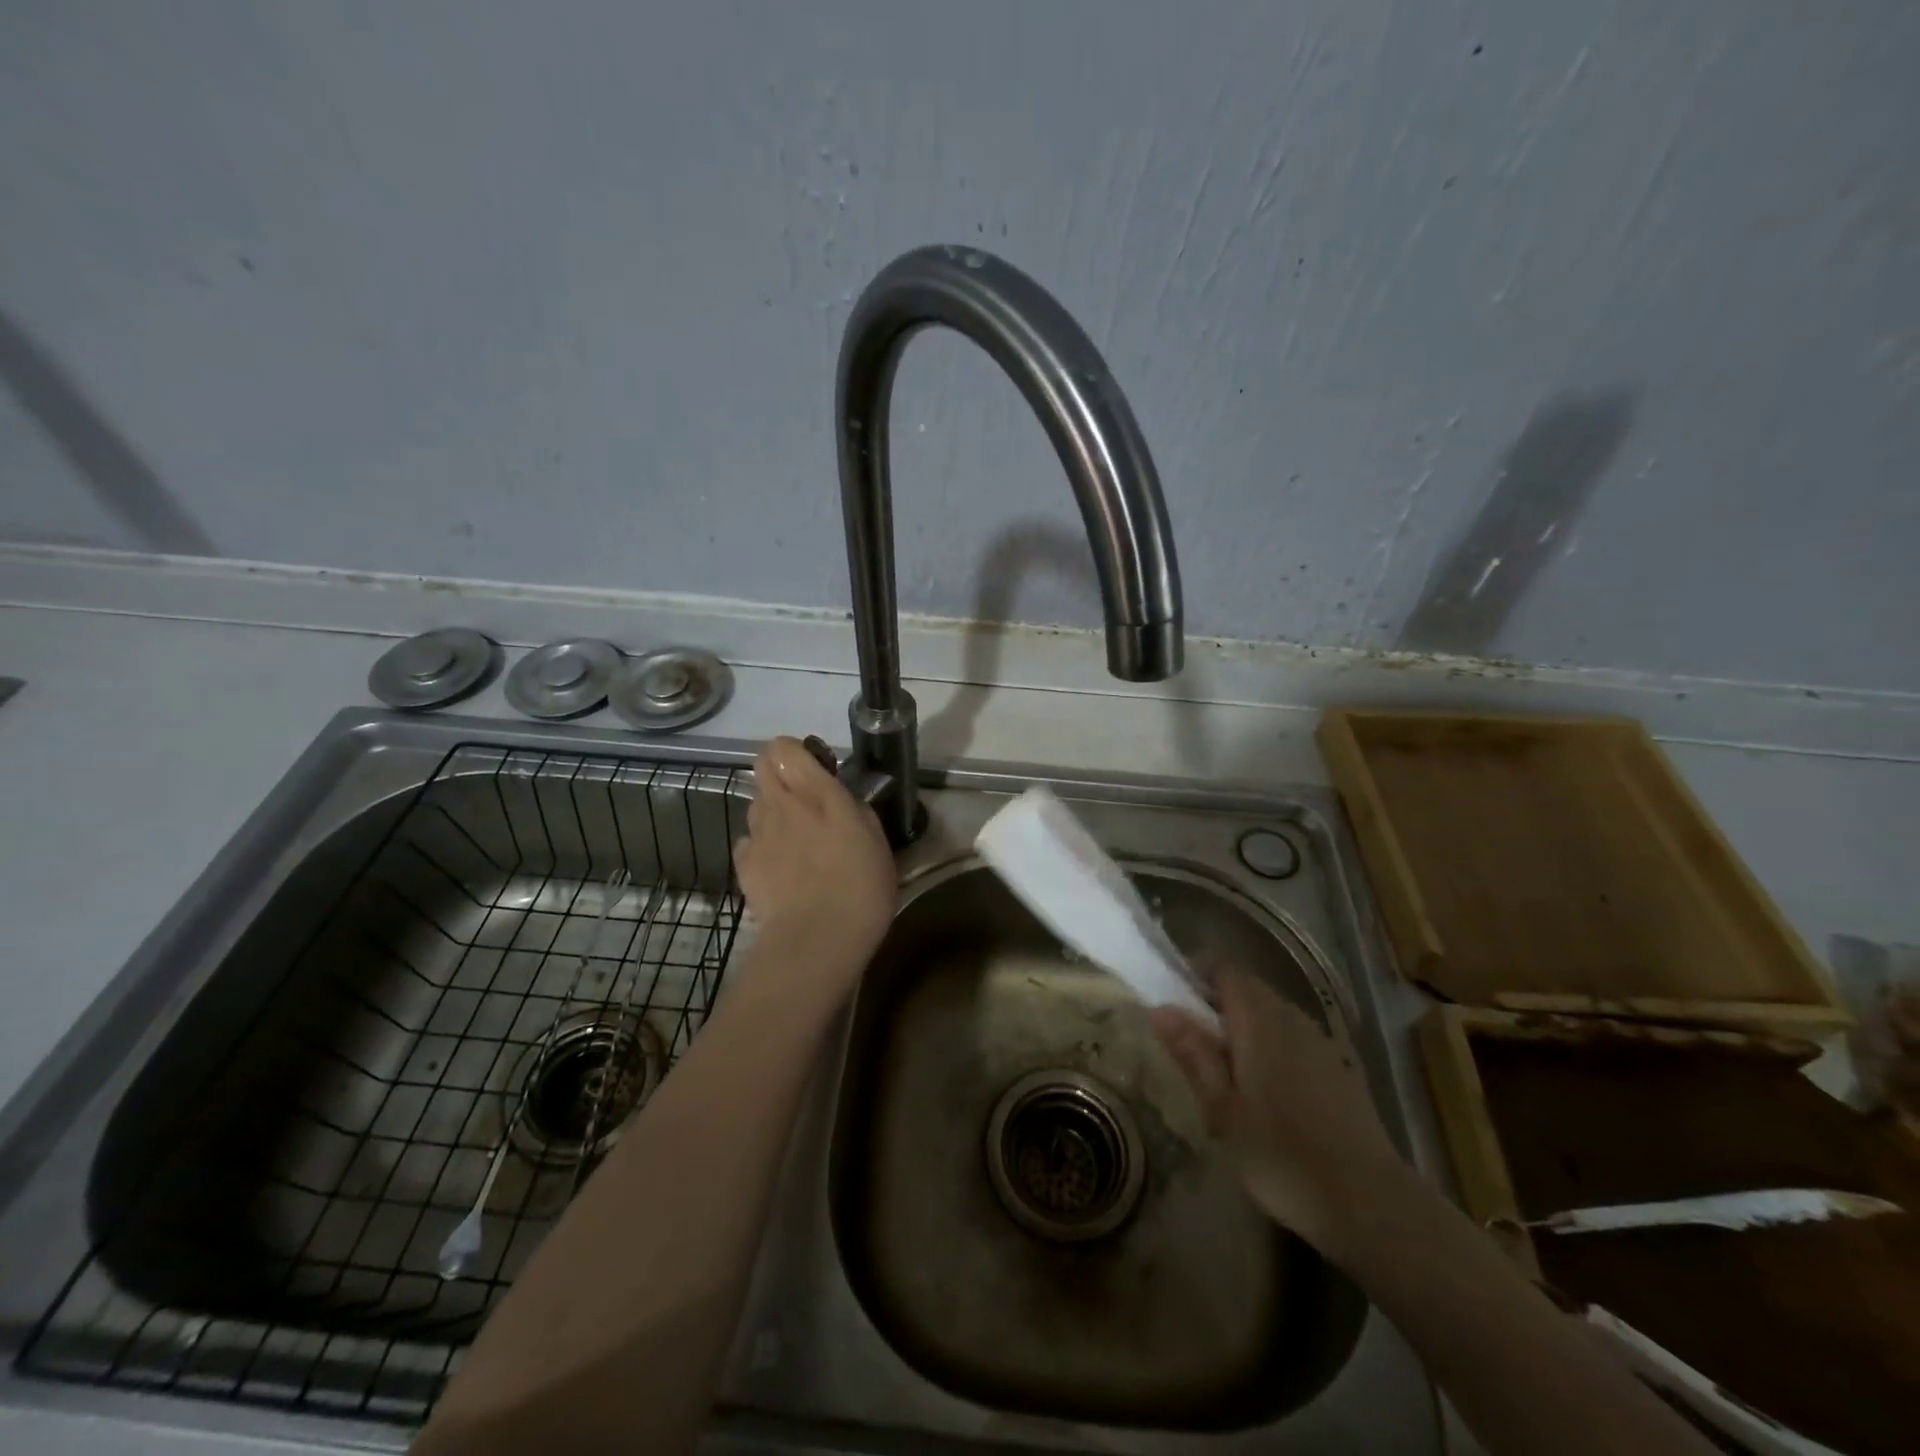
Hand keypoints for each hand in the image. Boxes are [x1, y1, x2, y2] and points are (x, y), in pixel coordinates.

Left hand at [735, 736, 895, 989]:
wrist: (817, 939)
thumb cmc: (860, 888)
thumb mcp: (877, 841)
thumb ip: (855, 811)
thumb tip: (842, 801)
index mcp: (818, 793)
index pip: (786, 748)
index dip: (795, 752)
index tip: (815, 768)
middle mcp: (782, 805)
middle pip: (762, 766)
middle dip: (778, 772)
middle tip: (803, 797)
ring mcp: (758, 834)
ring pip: (756, 803)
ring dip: (773, 810)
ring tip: (795, 839)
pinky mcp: (743, 864)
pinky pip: (749, 840)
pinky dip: (762, 846)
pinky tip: (780, 867)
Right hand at [1151, 970, 1403, 1253]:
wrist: (1369, 1204)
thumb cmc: (1281, 1156)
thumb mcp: (1222, 1109)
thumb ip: (1193, 1054)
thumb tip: (1160, 1008)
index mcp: (1260, 1020)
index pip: (1225, 971)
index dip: (1198, 979)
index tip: (1178, 1008)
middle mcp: (1293, 1019)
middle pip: (1250, 991)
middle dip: (1220, 1007)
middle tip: (1197, 1050)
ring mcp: (1322, 1043)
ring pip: (1274, 1015)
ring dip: (1248, 1029)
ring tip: (1231, 1075)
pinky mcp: (1341, 1069)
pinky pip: (1297, 1040)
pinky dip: (1276, 1049)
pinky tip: (1271, 1094)